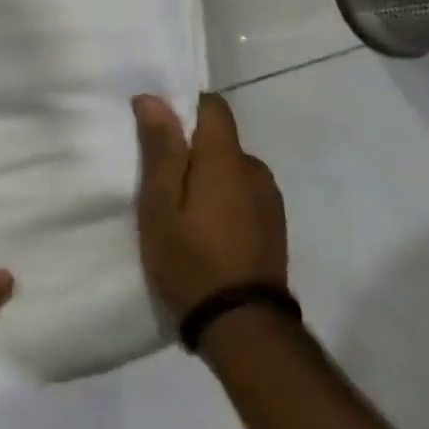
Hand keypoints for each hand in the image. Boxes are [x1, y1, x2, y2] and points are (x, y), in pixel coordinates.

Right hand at [133, 92, 288, 321]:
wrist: (244, 329)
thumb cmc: (191, 260)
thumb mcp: (160, 205)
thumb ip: (160, 149)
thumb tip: (153, 98)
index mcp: (226, 158)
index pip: (212, 105)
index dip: (184, 108)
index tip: (158, 131)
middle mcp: (255, 169)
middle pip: (220, 140)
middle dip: (192, 150)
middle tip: (161, 182)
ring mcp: (269, 200)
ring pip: (231, 169)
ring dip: (209, 178)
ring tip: (183, 212)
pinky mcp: (274, 227)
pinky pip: (243, 195)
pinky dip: (224, 201)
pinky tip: (207, 232)